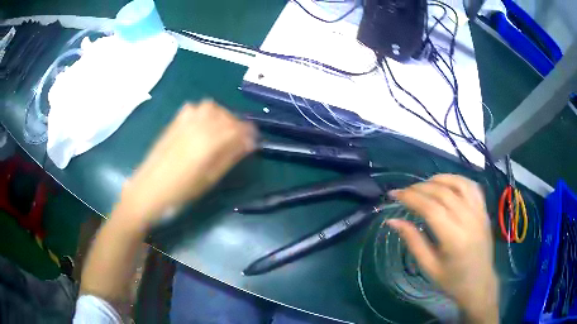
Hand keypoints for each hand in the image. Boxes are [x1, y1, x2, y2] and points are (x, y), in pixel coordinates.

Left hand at [119, 100, 256, 226]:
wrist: (150, 188)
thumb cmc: (182, 190)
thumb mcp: (211, 178)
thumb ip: (231, 157)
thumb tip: (249, 143)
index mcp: (211, 140)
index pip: (239, 128)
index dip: (250, 133)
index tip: (254, 141)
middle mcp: (200, 124)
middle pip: (227, 115)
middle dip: (237, 125)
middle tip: (238, 140)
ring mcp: (185, 120)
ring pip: (212, 107)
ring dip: (221, 116)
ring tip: (221, 131)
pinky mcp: (175, 121)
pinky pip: (195, 107)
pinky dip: (204, 113)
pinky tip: (203, 125)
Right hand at [387, 174, 497, 323]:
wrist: (479, 284)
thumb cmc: (452, 281)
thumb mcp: (429, 267)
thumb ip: (413, 241)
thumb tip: (393, 221)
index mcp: (454, 239)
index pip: (430, 208)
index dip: (410, 198)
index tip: (394, 195)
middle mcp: (469, 220)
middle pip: (443, 193)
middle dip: (419, 188)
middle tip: (404, 191)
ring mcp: (479, 213)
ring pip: (458, 184)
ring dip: (438, 179)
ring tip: (423, 185)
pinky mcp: (484, 211)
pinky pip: (472, 187)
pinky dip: (457, 180)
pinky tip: (447, 184)